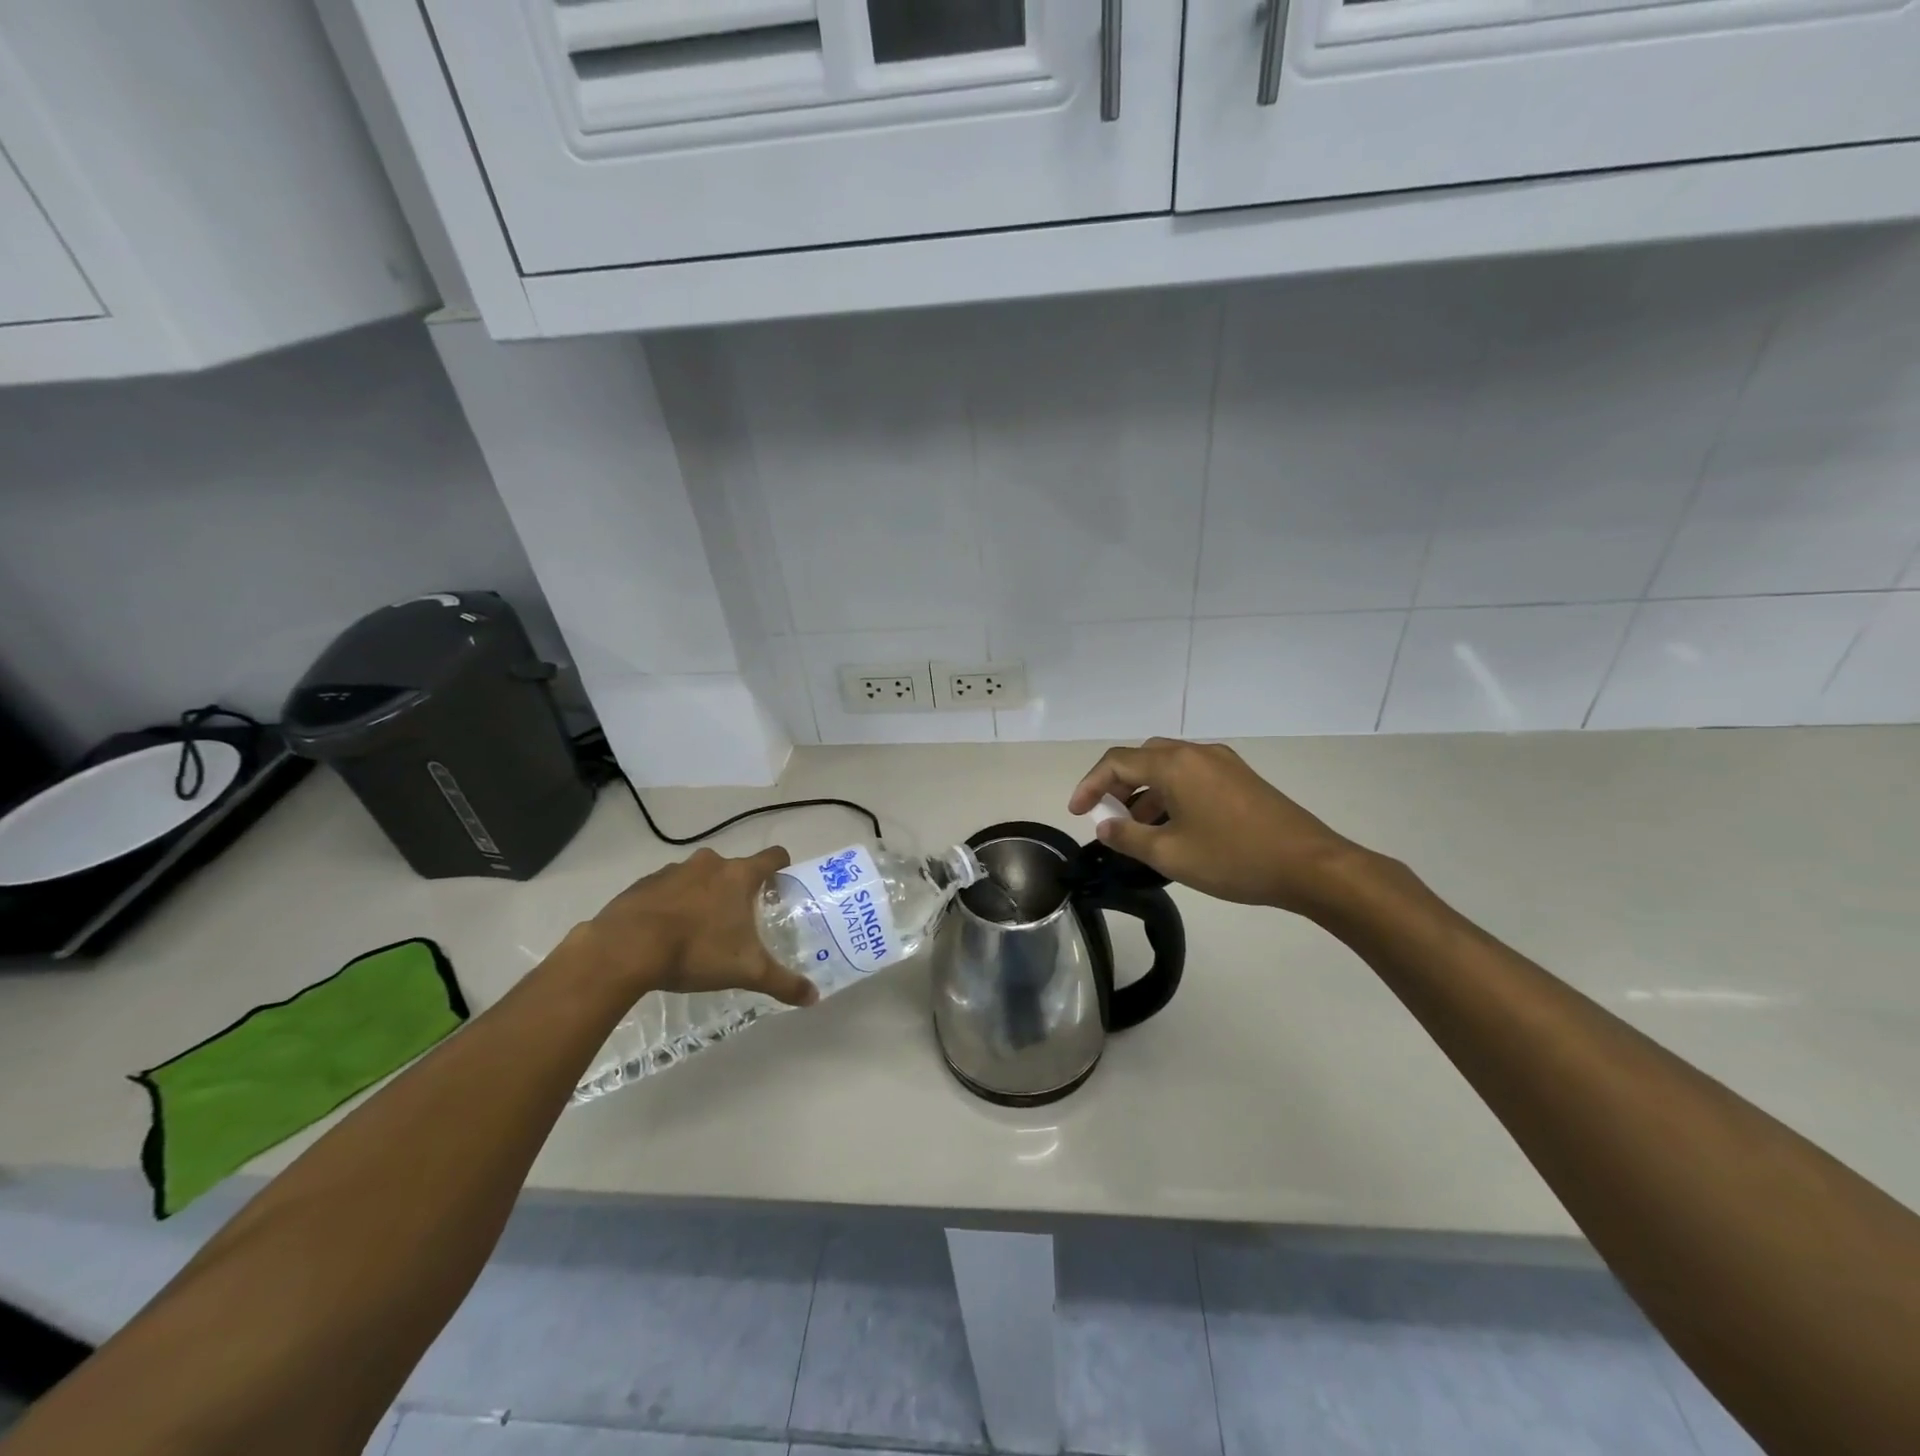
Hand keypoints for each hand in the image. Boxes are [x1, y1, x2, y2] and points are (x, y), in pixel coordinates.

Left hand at [572, 847, 818, 1007]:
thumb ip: (783, 982)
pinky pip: (668, 888)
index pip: (773, 856)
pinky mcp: (644, 883)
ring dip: (704, 895)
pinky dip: (672, 903)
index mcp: (739, 875)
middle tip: (740, 920)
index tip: (781, 888)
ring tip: (700, 929)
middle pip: (735, 868)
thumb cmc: (696, 951)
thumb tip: (814, 997)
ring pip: (700, 877)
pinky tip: (666, 933)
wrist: (624, 949)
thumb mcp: (746, 971)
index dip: (782, 868)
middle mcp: (710, 864)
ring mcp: (674, 870)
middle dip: (739, 889)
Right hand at [1069, 738, 1373, 916]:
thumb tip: (1104, 827)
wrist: (1310, 866)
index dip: (1090, 785)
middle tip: (1107, 818)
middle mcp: (1196, 752)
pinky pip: (1192, 776)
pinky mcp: (1241, 778)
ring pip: (1168, 767)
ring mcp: (1222, 763)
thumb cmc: (1233, 858)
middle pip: (1142, 758)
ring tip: (1138, 830)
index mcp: (1174, 764)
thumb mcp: (1170, 855)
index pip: (1116, 762)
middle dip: (1117, 785)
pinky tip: (1173, 827)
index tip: (1077, 813)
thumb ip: (1128, 838)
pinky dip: (1170, 794)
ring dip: (1145, 792)